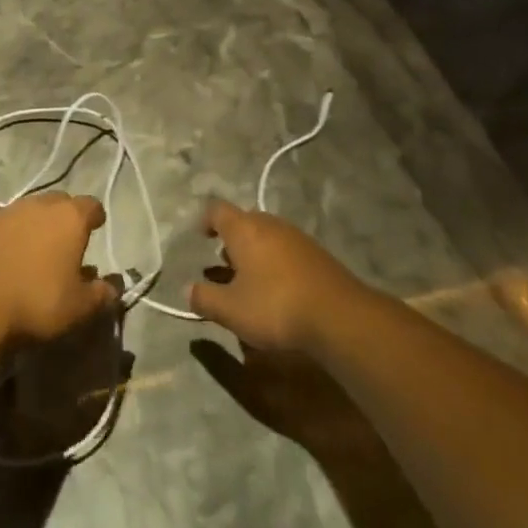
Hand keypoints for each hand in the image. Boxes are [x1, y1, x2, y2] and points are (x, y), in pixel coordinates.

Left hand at [0, 192, 118, 344]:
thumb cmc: (36, 302)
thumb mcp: (78, 308)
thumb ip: (100, 294)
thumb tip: (112, 288)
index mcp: (69, 217)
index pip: (91, 205)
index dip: (96, 216)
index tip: (97, 227)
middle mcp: (39, 205)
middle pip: (60, 202)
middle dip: (66, 217)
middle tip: (68, 241)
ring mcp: (7, 212)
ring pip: (30, 211)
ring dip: (37, 225)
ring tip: (38, 251)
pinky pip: (6, 224)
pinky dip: (13, 236)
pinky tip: (9, 258)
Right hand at [187, 200, 364, 352]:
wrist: (339, 316)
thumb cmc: (275, 306)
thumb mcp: (231, 310)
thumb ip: (204, 298)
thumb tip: (187, 290)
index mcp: (244, 229)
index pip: (217, 210)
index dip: (205, 220)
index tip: (200, 237)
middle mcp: (270, 224)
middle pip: (244, 222)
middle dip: (231, 241)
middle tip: (221, 264)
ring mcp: (296, 237)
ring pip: (266, 237)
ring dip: (253, 253)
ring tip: (247, 281)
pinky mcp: (317, 255)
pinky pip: (286, 250)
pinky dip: (274, 263)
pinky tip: (276, 290)